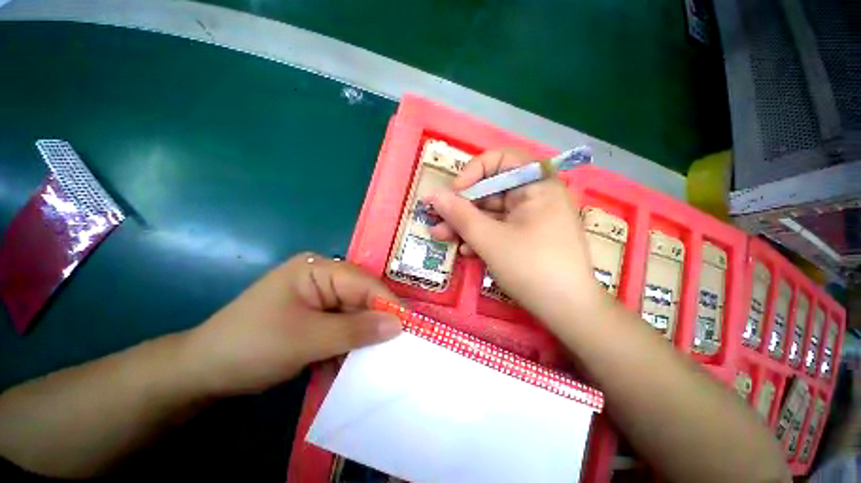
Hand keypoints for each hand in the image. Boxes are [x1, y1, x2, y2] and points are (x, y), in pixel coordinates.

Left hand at [183, 253, 401, 395]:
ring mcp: (318, 297)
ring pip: (353, 314)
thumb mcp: (307, 339)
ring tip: (377, 359)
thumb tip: (398, 323)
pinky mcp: (315, 316)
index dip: (387, 303)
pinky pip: (342, 326)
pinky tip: (350, 363)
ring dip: (362, 337)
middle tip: (397, 347)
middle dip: (376, 322)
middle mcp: (321, 278)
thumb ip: (356, 330)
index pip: (363, 283)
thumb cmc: (251, 346)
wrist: (203, 372)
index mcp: (317, 269)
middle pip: (360, 297)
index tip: (409, 327)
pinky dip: (348, 345)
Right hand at [428, 149, 605, 326]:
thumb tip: (432, 195)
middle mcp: (535, 196)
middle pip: (491, 190)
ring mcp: (531, 218)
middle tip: (436, 220)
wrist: (568, 312)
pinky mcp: (526, 237)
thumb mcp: (489, 239)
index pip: (501, 160)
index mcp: (536, 185)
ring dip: (465, 225)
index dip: (473, 172)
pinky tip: (465, 251)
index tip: (454, 193)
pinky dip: (480, 237)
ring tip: (441, 237)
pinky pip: (499, 229)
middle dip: (461, 206)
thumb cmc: (531, 268)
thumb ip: (459, 215)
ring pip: (491, 213)